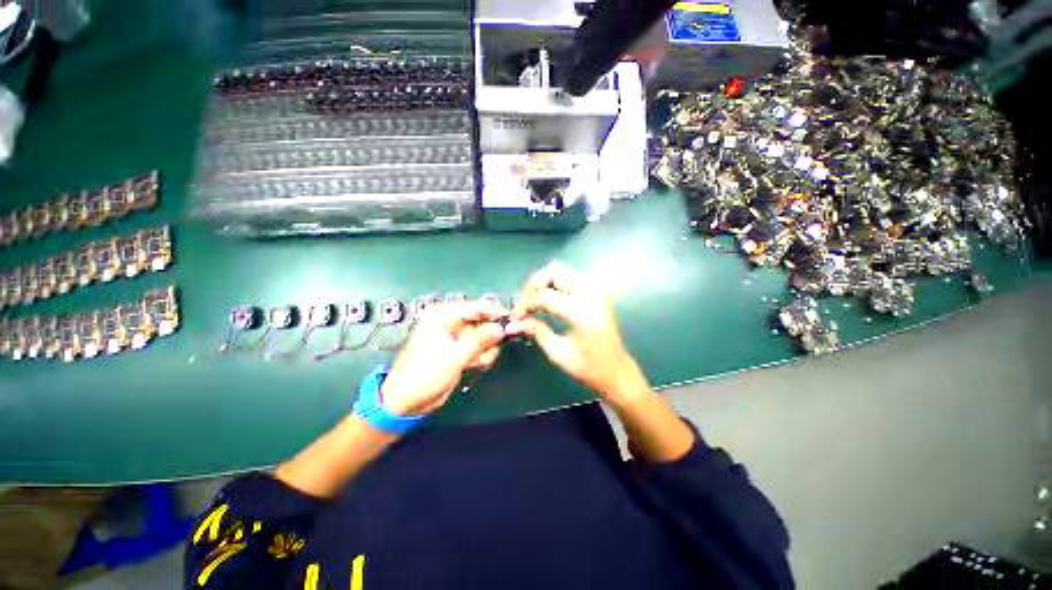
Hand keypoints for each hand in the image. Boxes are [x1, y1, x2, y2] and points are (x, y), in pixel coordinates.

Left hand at [380, 300, 505, 415]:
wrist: (407, 402)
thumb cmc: (425, 374)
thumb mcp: (454, 356)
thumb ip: (480, 340)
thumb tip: (502, 328)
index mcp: (443, 315)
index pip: (476, 307)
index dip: (495, 313)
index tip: (513, 322)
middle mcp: (451, 322)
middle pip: (483, 321)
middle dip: (490, 337)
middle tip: (493, 350)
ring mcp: (456, 337)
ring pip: (484, 336)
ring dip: (486, 350)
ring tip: (479, 362)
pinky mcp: (460, 350)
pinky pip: (480, 348)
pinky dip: (482, 356)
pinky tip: (476, 366)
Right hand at [508, 262, 649, 403]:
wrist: (617, 369)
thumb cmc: (589, 367)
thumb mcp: (558, 353)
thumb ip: (537, 331)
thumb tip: (514, 323)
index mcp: (582, 312)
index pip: (544, 295)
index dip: (524, 304)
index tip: (515, 317)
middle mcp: (590, 294)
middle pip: (553, 271)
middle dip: (533, 285)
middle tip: (523, 304)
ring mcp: (594, 289)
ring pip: (561, 270)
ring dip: (542, 282)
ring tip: (532, 301)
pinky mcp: (595, 291)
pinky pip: (569, 277)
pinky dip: (553, 284)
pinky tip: (546, 300)